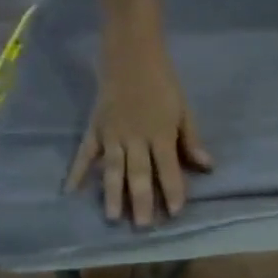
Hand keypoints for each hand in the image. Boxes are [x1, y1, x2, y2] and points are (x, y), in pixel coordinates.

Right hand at [66, 44, 213, 226]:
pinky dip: (78, 171)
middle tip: (143, 226)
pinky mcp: (95, 127)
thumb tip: (207, 167)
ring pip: (112, 168)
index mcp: (161, 134)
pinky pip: (85, 153)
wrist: (130, 52)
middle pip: (139, 174)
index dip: (173, 190)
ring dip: (112, 194)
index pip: (168, 168)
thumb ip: (192, 140)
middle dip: (141, 200)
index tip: (176, 212)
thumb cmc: (163, 82)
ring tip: (113, 217)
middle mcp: (135, 138)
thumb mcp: (184, 110)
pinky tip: (70, 191)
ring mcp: (112, 134)